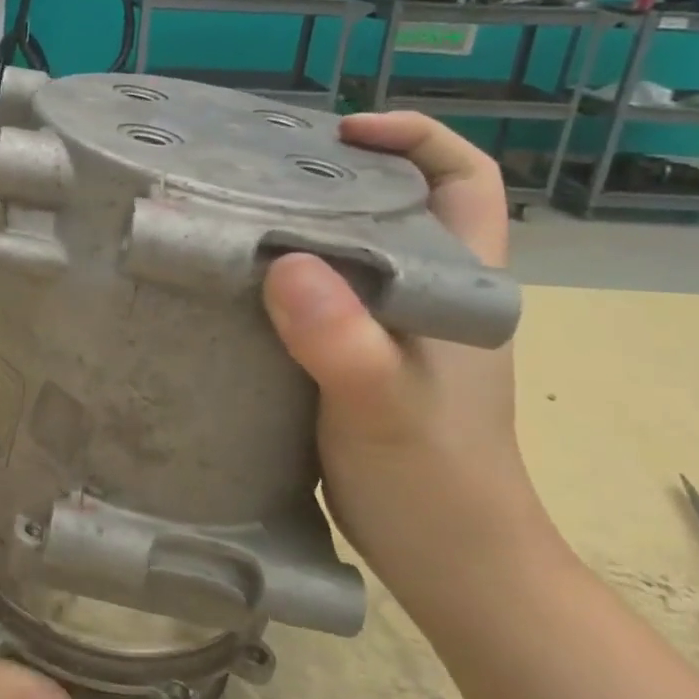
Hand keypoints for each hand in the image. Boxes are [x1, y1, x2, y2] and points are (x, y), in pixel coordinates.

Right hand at [261, 113, 566, 609]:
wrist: (452, 566)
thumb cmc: (435, 481)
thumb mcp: (383, 405)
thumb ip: (342, 340)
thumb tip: (285, 266)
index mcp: (460, 284)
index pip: (465, 179)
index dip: (415, 138)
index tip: (342, 132)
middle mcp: (429, 294)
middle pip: (397, 204)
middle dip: (338, 174)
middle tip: (261, 169)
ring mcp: (393, 328)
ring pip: (355, 250)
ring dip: (304, 225)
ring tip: (234, 215)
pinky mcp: (356, 359)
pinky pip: (321, 296)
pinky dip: (283, 278)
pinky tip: (235, 284)